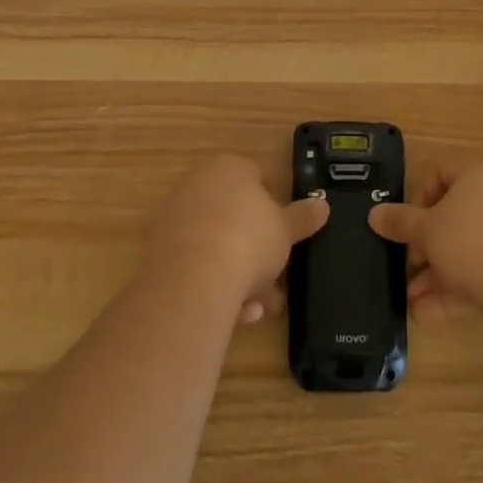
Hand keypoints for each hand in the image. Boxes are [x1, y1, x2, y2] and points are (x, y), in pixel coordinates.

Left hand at [146, 155, 329, 323]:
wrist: (193, 279)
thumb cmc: (249, 240)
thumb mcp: (286, 229)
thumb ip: (303, 217)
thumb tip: (322, 205)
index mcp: (230, 167)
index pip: (258, 178)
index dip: (276, 208)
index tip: (285, 237)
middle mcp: (199, 184)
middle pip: (236, 216)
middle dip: (258, 252)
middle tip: (275, 282)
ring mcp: (176, 216)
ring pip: (217, 244)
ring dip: (240, 275)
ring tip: (258, 309)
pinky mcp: (160, 250)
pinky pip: (197, 264)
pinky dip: (215, 284)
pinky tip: (234, 314)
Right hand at [368, 161, 482, 320]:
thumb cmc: (469, 243)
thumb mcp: (425, 231)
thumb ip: (399, 222)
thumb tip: (374, 214)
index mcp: (476, 176)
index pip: (441, 170)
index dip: (419, 194)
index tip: (408, 222)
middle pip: (453, 214)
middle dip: (425, 244)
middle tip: (408, 264)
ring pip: (466, 247)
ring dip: (436, 272)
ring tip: (413, 300)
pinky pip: (482, 270)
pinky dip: (457, 288)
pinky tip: (429, 315)